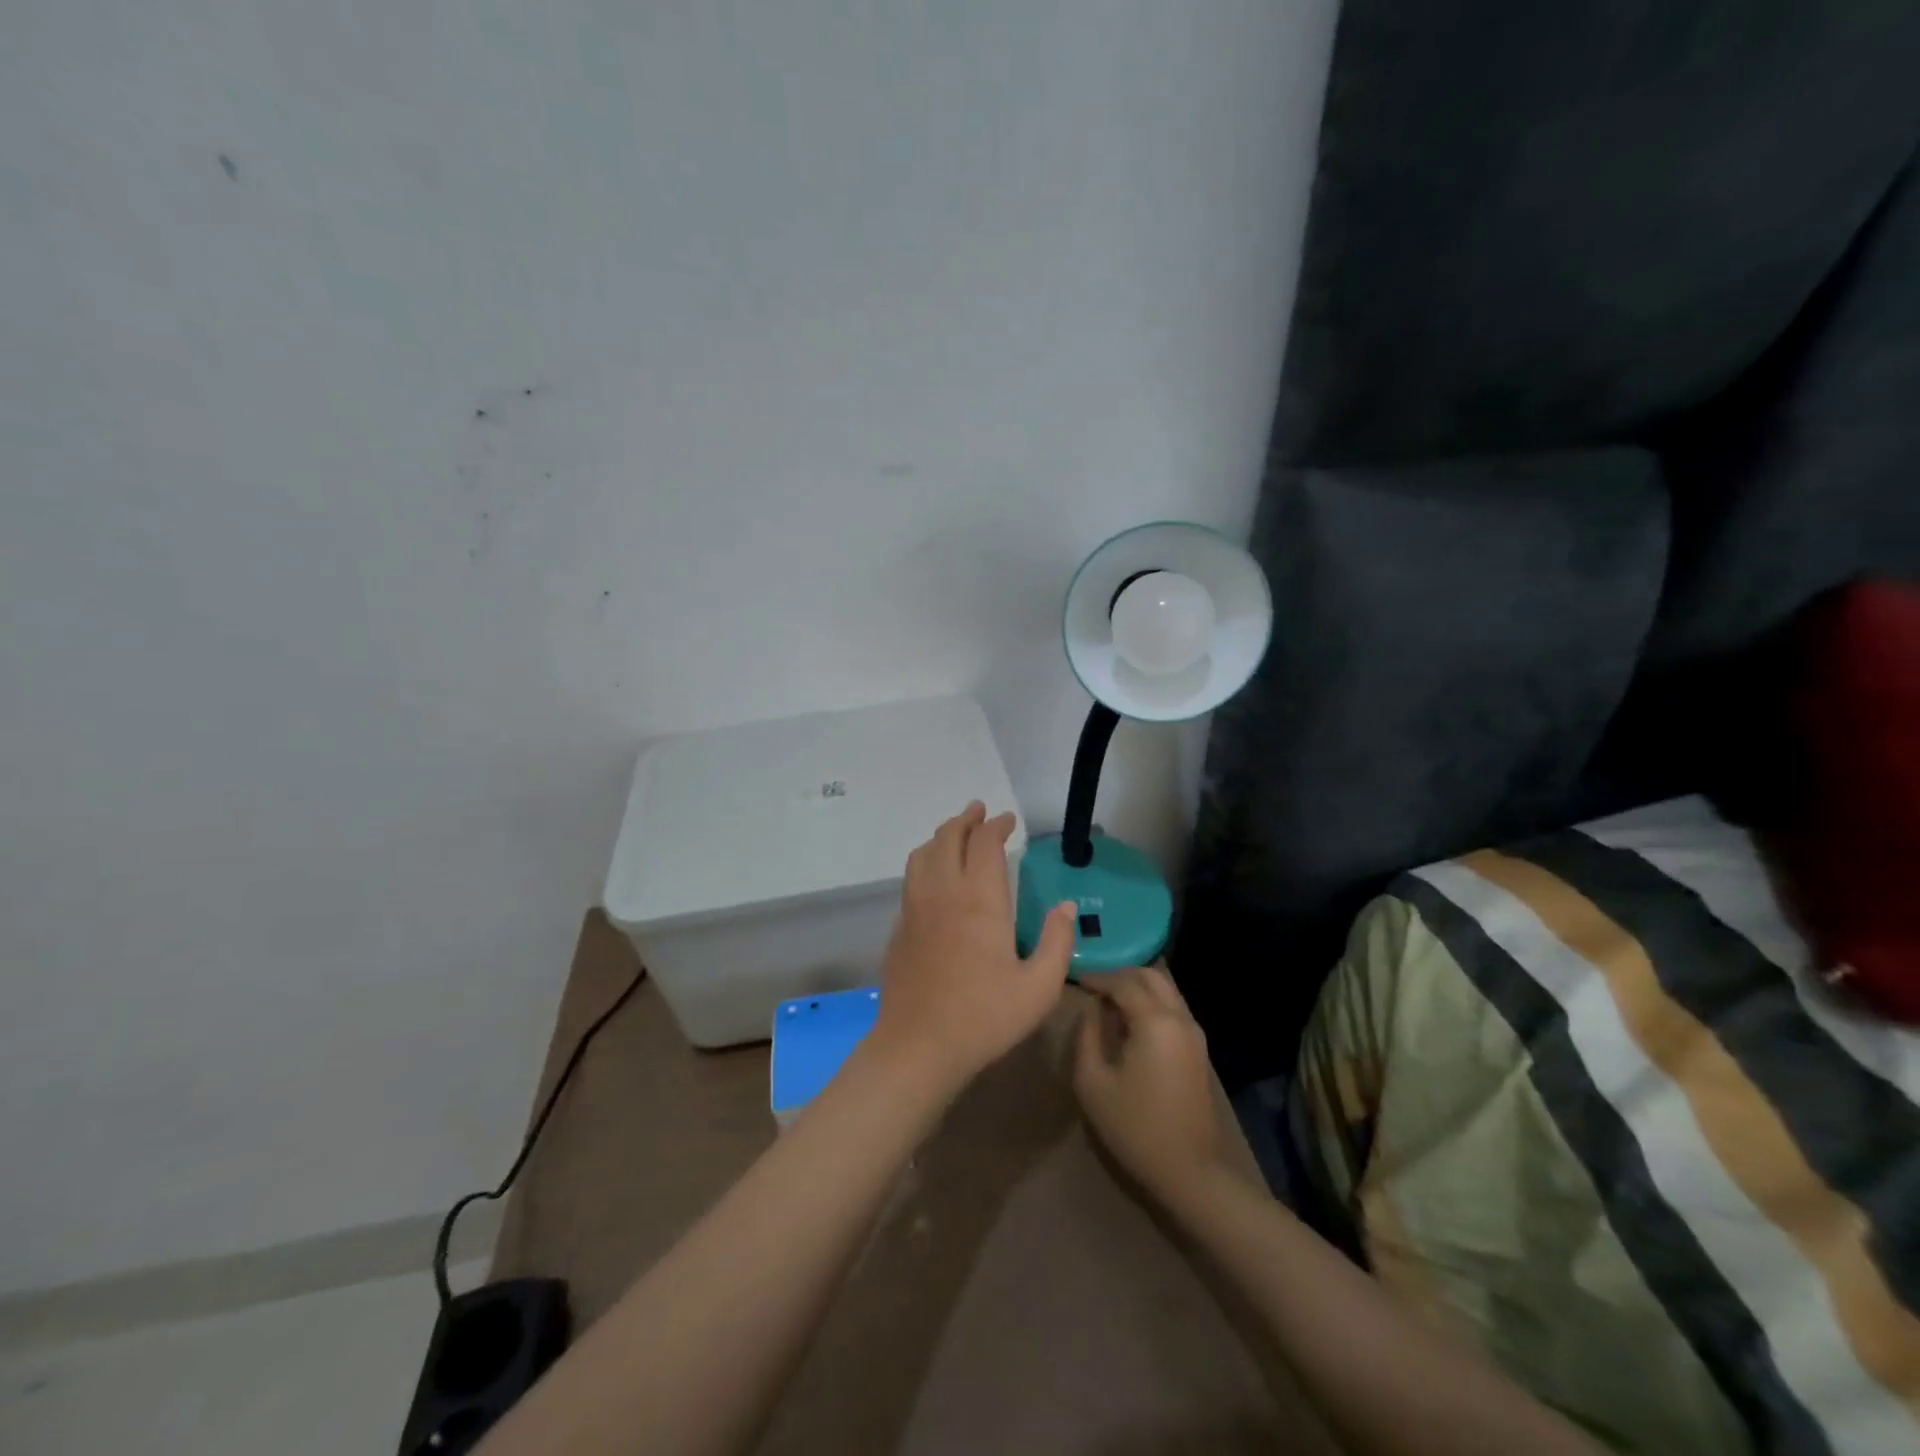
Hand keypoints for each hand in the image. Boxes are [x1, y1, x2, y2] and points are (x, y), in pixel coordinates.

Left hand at [869, 802, 1076, 1093]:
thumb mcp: (1039, 987)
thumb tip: (1066, 906)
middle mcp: (944, 892)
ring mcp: (915, 908)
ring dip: (941, 836)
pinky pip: (910, 879)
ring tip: (955, 833)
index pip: (985, 844)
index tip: (1008, 821)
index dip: (996, 825)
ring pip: (923, 854)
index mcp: (980, 900)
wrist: (918, 1046)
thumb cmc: (984, 1017)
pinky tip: (933, 877)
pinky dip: (925, 862)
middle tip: (979, 811)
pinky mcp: (899, 927)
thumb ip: (1058, 942)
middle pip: (948, 838)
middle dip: (966, 819)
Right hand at [1073, 967, 1230, 1202]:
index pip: (1123, 982)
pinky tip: (1130, 1022)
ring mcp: (1194, 1033)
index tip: (1076, 980)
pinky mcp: (1198, 1049)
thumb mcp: (1093, 1081)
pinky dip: (1151, 1003)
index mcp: (1154, 1021)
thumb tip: (1092, 1008)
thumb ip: (1088, 1035)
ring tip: (1108, 1003)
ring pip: (1165, 990)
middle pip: (1150, 977)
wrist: (1189, 1170)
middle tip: (1094, 987)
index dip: (1098, 978)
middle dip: (1121, 975)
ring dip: (1137, 988)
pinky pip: (1172, 1009)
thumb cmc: (1134, 1126)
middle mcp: (1179, 1018)